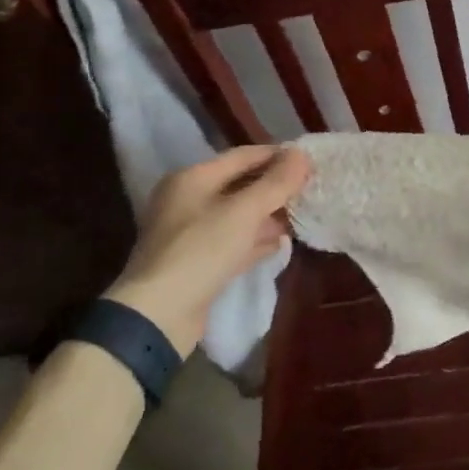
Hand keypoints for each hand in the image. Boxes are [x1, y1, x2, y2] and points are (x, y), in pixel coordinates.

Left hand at [105, 147, 311, 352]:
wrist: (159, 315)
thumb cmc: (201, 250)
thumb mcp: (244, 212)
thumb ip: (276, 183)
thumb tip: (302, 154)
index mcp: (192, 179)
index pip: (242, 156)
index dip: (277, 155)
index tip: (308, 160)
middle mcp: (188, 201)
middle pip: (240, 185)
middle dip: (274, 187)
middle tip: (309, 188)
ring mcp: (191, 234)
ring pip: (238, 215)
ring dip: (268, 214)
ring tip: (300, 215)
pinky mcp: (197, 263)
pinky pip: (233, 242)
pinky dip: (255, 240)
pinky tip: (280, 243)